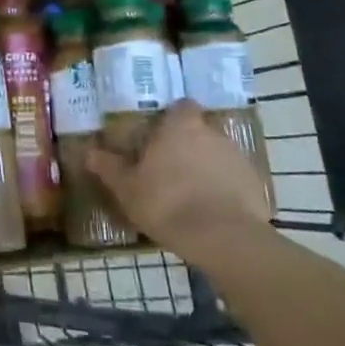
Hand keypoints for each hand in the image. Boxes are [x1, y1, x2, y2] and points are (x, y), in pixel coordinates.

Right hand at [88, 100, 273, 265]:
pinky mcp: (255, 184)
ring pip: (218, 155)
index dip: (173, 118)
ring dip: (207, 167)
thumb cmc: (167, 203)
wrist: (223, 238)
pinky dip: (226, 190)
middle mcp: (212, 133)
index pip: (182, 106)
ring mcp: (237, 158)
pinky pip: (235, 180)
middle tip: (171, 168)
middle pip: (200, 130)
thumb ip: (109, 167)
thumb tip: (89, 152)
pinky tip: (213, 212)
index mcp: (181, 126)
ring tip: (192, 194)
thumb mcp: (127, 188)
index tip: (161, 136)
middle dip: (189, 144)